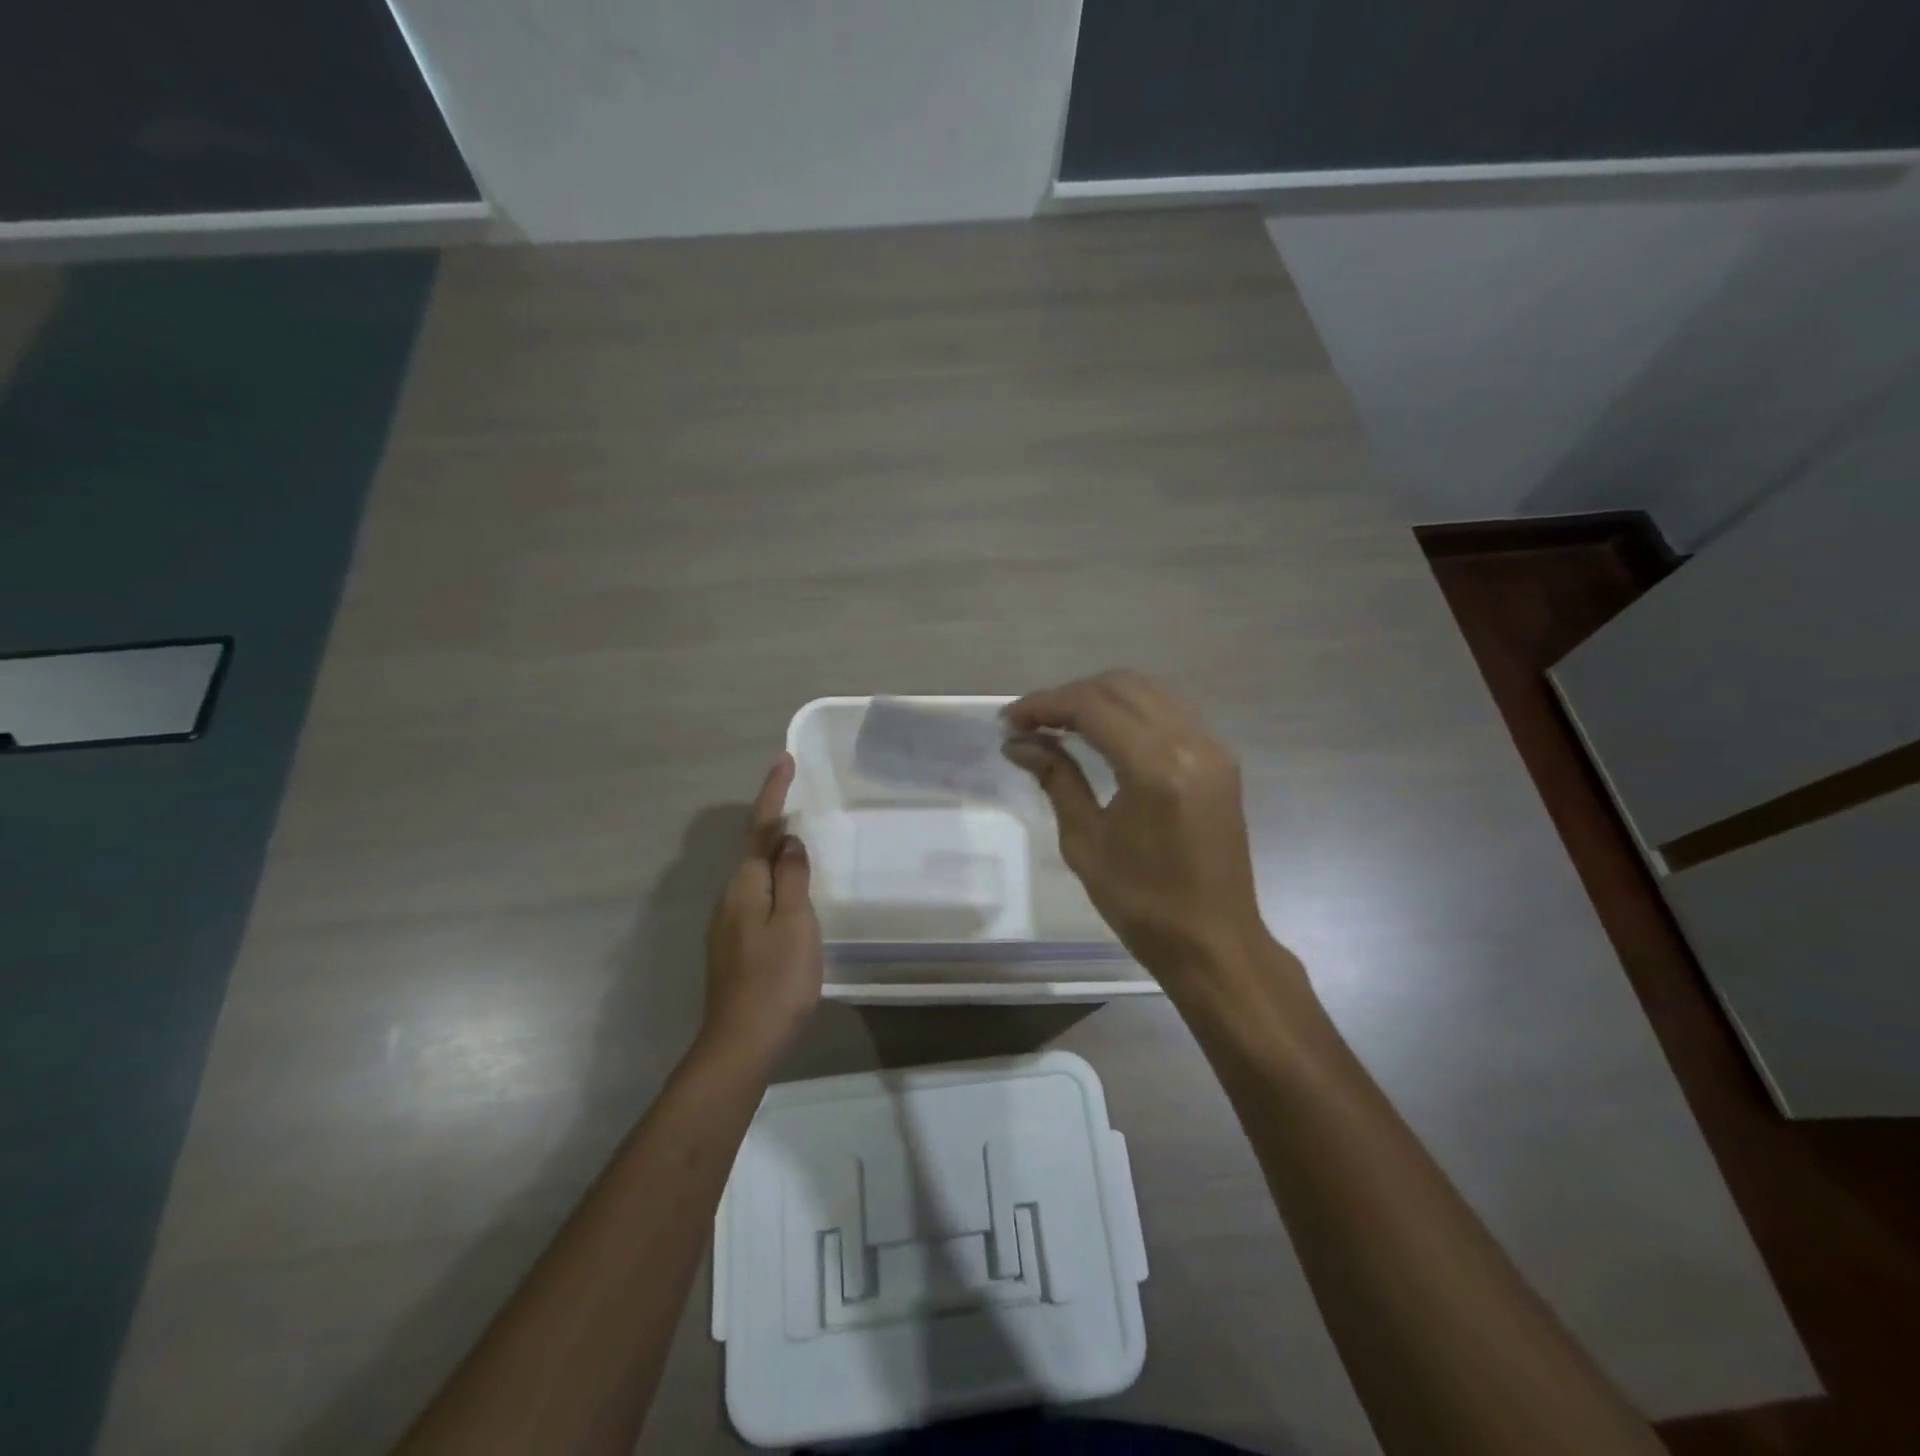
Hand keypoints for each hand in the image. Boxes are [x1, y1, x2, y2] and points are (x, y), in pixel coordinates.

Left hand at [701, 754, 822, 1062]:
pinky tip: (791, 894)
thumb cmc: (776, 979)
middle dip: (773, 820)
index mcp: (745, 886)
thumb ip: (792, 877)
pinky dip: (774, 882)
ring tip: (800, 841)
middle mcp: (730, 898)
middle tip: (797, 796)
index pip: (760, 828)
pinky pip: (756, 898)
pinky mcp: (734, 947)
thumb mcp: (795, 922)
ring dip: (774, 852)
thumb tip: (789, 840)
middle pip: (753, 849)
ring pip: (754, 876)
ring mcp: (728, 925)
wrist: (741, 1044)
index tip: (784, 760)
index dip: (773, 793)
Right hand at [1005, 671, 1271, 984]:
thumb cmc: (1143, 904)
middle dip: (1069, 696)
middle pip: (1120, 686)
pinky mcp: (1220, 759)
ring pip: (1148, 690)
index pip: (1092, 706)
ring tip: (1060, 724)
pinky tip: (1103, 733)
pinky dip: (1130, 710)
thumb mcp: (1086, 842)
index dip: (1044, 705)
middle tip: (1030, 723)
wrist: (1214, 942)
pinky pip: (1169, 711)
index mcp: (1155, 767)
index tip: (1009, 720)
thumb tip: (1018, 743)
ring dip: (1100, 697)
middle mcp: (1190, 742)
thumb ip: (1056, 779)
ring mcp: (1212, 747)